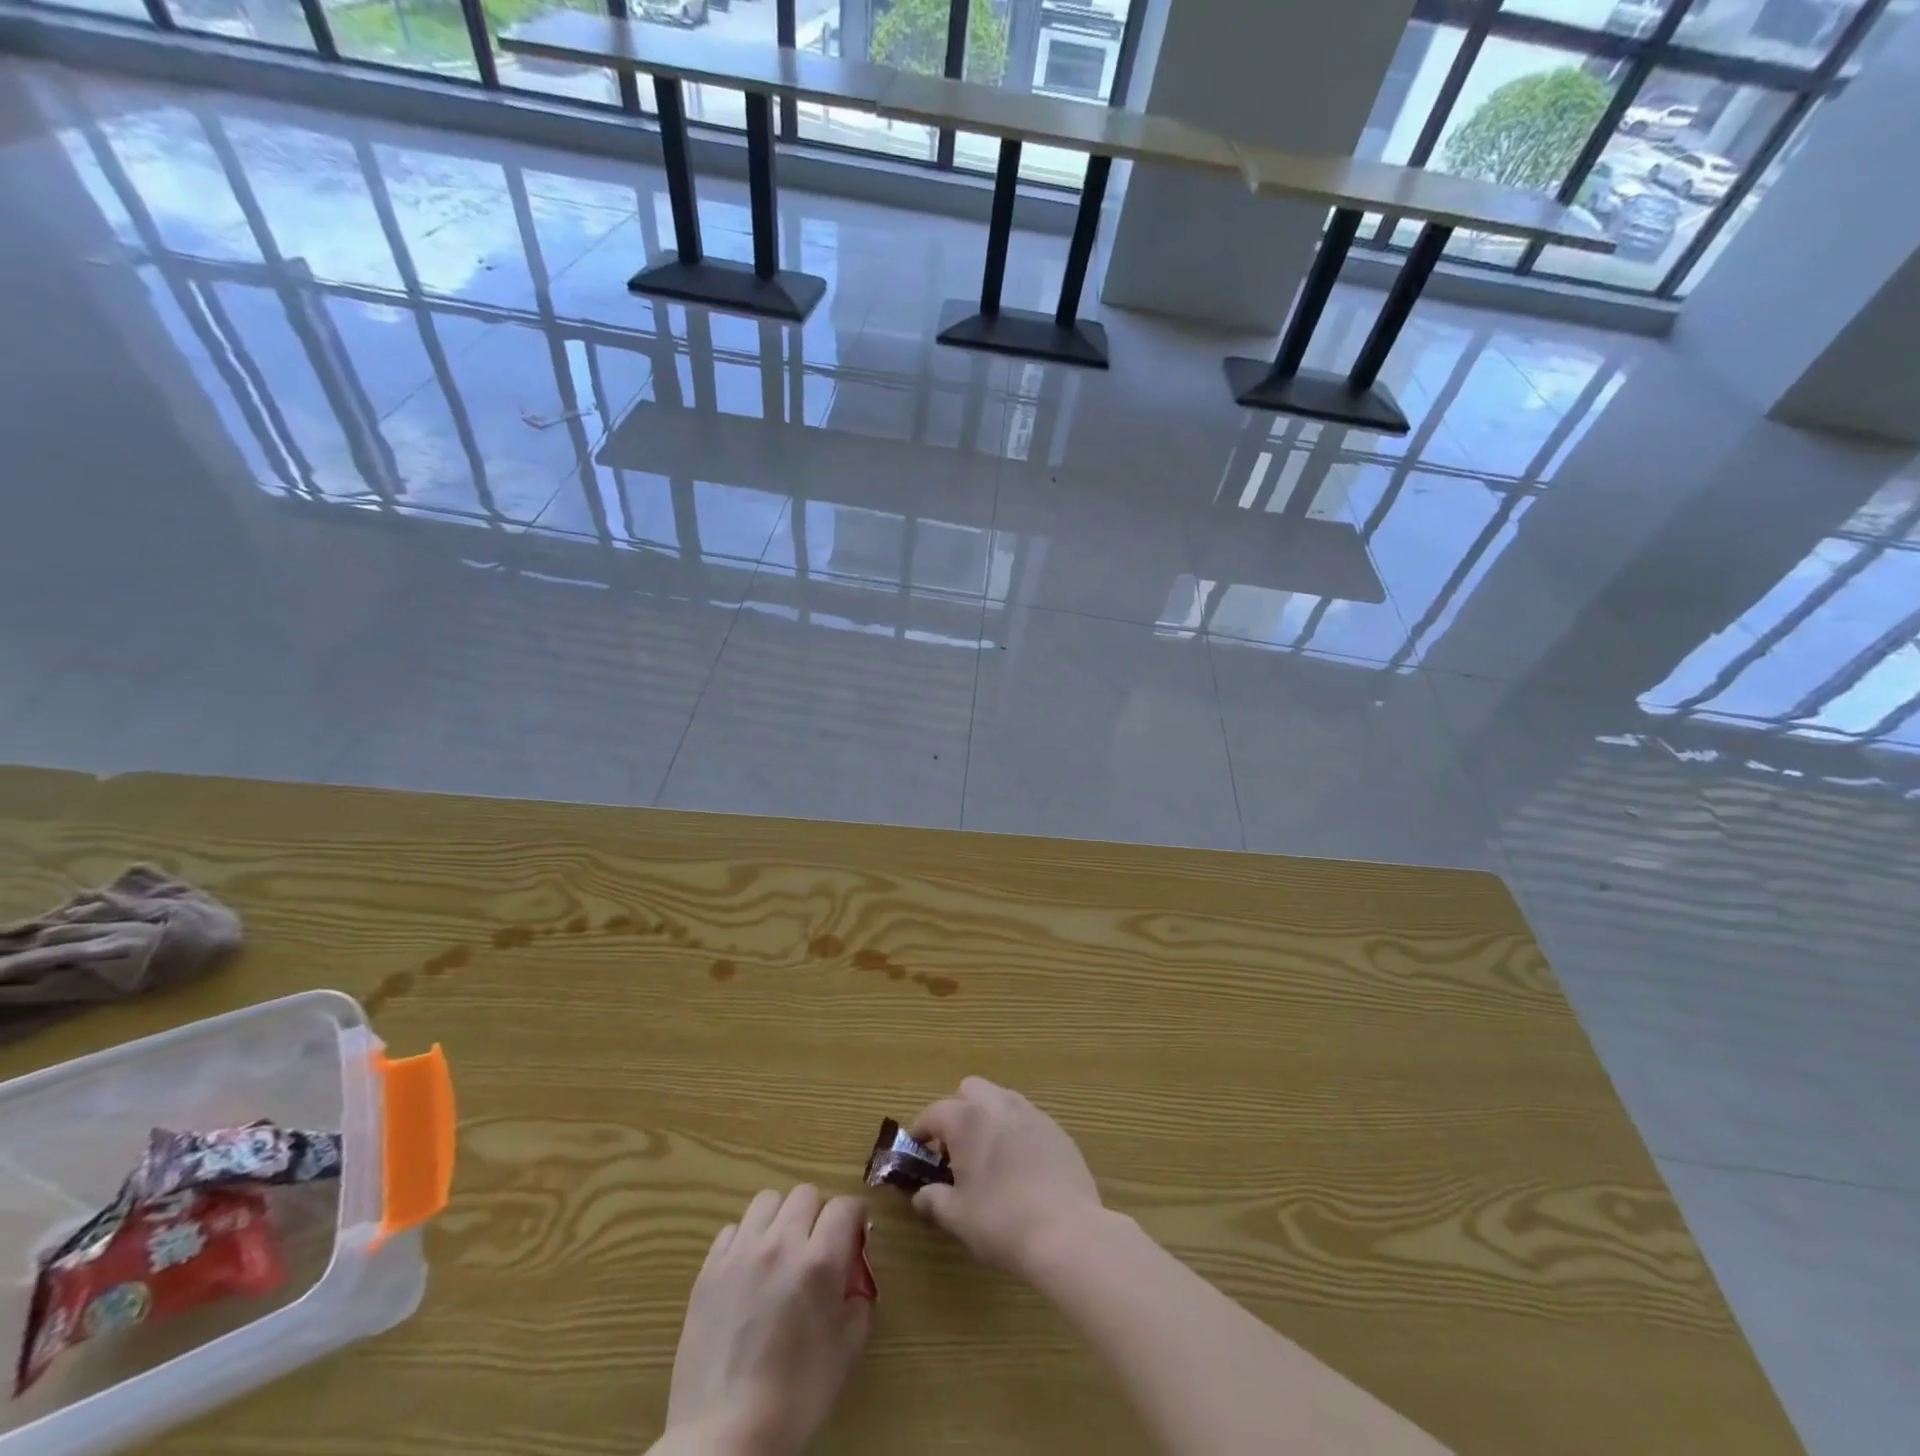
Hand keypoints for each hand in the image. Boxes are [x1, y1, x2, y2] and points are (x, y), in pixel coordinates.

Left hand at [662, 1186, 871, 1455]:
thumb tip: (853, 1273)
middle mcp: (781, 1243)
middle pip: (806, 1193)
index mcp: (819, 1261)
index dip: (854, 1218)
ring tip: (779, 1252)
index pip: (846, 1205)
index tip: (853, 1238)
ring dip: (780, 1218)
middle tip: (816, 1248)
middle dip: (818, 1215)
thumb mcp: (846, 1350)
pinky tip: (747, 1272)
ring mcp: (741, 1252)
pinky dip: (745, 1240)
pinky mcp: (709, 1269)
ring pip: (768, 1200)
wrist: (725, 1437)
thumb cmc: (795, 1398)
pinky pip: (732, 1230)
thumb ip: (858, 1298)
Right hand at [910, 1077, 1103, 1279]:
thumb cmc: (1001, 1221)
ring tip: (989, 1159)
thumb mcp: (957, 1218)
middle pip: (970, 1090)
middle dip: (958, 1112)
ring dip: (989, 1119)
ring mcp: (1032, 1113)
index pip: (934, 1113)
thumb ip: (934, 1201)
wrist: (1067, 1231)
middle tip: (956, 1150)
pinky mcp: (1058, 1130)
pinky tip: (1021, 1170)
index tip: (916, 1151)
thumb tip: (921, 1196)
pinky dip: (1017, 1134)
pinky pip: (1028, 1121)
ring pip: (1001, 1101)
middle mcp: (999, 1104)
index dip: (920, 1131)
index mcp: (968, 1118)